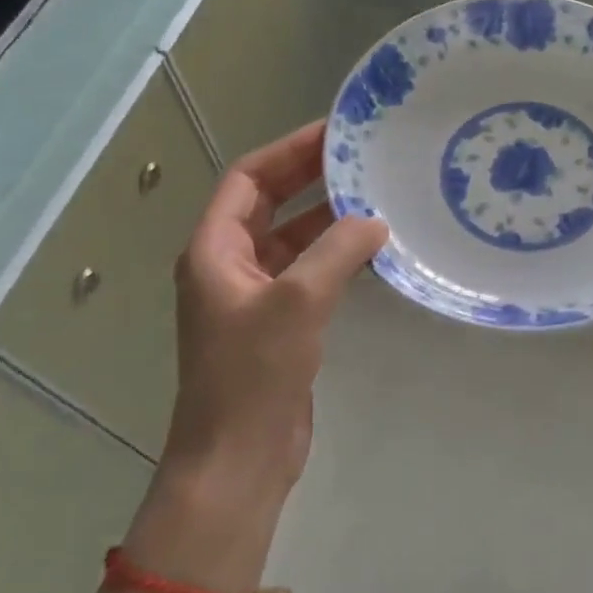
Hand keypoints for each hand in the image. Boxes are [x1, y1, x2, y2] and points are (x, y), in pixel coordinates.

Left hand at [160, 120, 386, 508]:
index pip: (249, 179)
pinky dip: (337, 256)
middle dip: (312, 178)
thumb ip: (338, 252)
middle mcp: (230, 265)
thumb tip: (375, 221)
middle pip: (271, 203)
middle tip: (363, 158)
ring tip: (378, 197)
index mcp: (214, 250)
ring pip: (294, 239)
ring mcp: (254, 296)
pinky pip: (309, 272)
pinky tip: (375, 252)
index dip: (289, 151)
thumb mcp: (298, 302)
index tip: (335, 133)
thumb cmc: (253, 375)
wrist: (239, 459)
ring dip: (330, 219)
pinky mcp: (279, 323)